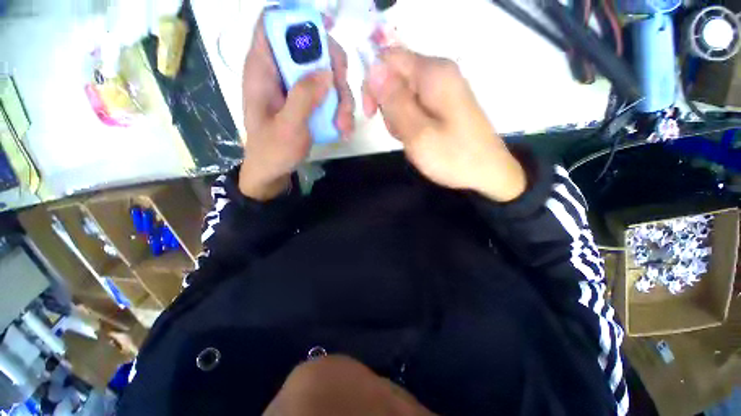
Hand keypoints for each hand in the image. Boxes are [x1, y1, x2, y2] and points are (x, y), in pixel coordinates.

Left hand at [240, 14, 353, 200]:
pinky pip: (331, 94)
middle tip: (343, 93)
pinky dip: (342, 109)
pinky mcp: (310, 102)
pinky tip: (343, 128)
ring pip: (328, 73)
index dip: (295, 19)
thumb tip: (326, 71)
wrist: (275, 170)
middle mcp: (282, 72)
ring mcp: (299, 88)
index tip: (324, 32)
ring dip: (343, 97)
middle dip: (333, 68)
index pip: (272, 25)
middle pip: (312, 47)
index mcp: (263, 70)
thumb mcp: (287, 127)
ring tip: (344, 125)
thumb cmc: (273, 150)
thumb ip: (303, 98)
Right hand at [362, 48, 525, 201]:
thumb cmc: (453, 156)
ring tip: (411, 139)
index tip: (372, 114)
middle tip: (400, 132)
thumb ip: (394, 101)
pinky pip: (416, 105)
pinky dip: (410, 122)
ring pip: (404, 94)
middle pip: (396, 77)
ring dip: (399, 117)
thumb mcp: (417, 133)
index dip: (373, 83)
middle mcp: (440, 73)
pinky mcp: (445, 103)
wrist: (487, 173)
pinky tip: (418, 138)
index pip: (389, 59)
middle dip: (389, 105)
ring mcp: (444, 89)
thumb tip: (373, 69)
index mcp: (433, 74)